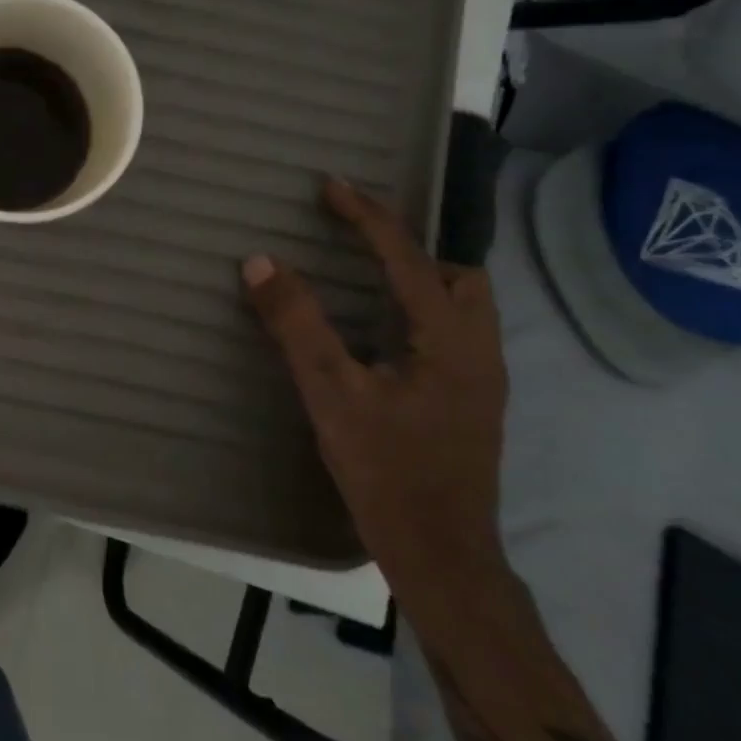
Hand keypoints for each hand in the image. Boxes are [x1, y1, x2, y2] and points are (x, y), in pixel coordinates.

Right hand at [242, 178, 507, 604]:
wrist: (442, 555)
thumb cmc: (388, 471)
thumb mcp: (332, 393)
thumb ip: (296, 324)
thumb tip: (261, 261)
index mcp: (451, 339)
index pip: (408, 257)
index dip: (367, 216)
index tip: (330, 185)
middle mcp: (478, 349)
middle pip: (459, 272)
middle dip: (411, 243)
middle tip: (358, 234)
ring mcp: (480, 378)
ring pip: (460, 303)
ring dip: (418, 274)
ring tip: (366, 269)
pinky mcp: (468, 400)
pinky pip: (448, 329)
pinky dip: (417, 306)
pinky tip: (381, 328)